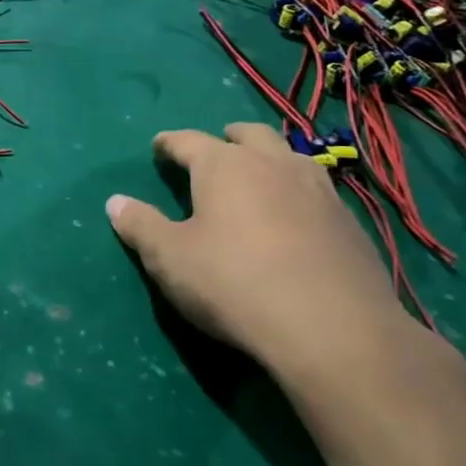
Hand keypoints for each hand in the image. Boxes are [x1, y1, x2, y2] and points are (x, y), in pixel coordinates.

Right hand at [104, 123, 411, 381]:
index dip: (169, 143)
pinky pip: (317, 192)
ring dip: (269, 161)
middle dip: (228, 138)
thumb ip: (140, 226)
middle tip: (215, 152)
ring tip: (258, 180)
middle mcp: (273, 164)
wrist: (333, 330)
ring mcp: (319, 191)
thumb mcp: (169, 258)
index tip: (159, 147)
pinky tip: (294, 221)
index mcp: (224, 165)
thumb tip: (115, 202)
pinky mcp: (350, 224)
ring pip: (290, 157)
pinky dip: (297, 195)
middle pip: (249, 134)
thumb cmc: (233, 283)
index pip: (188, 140)